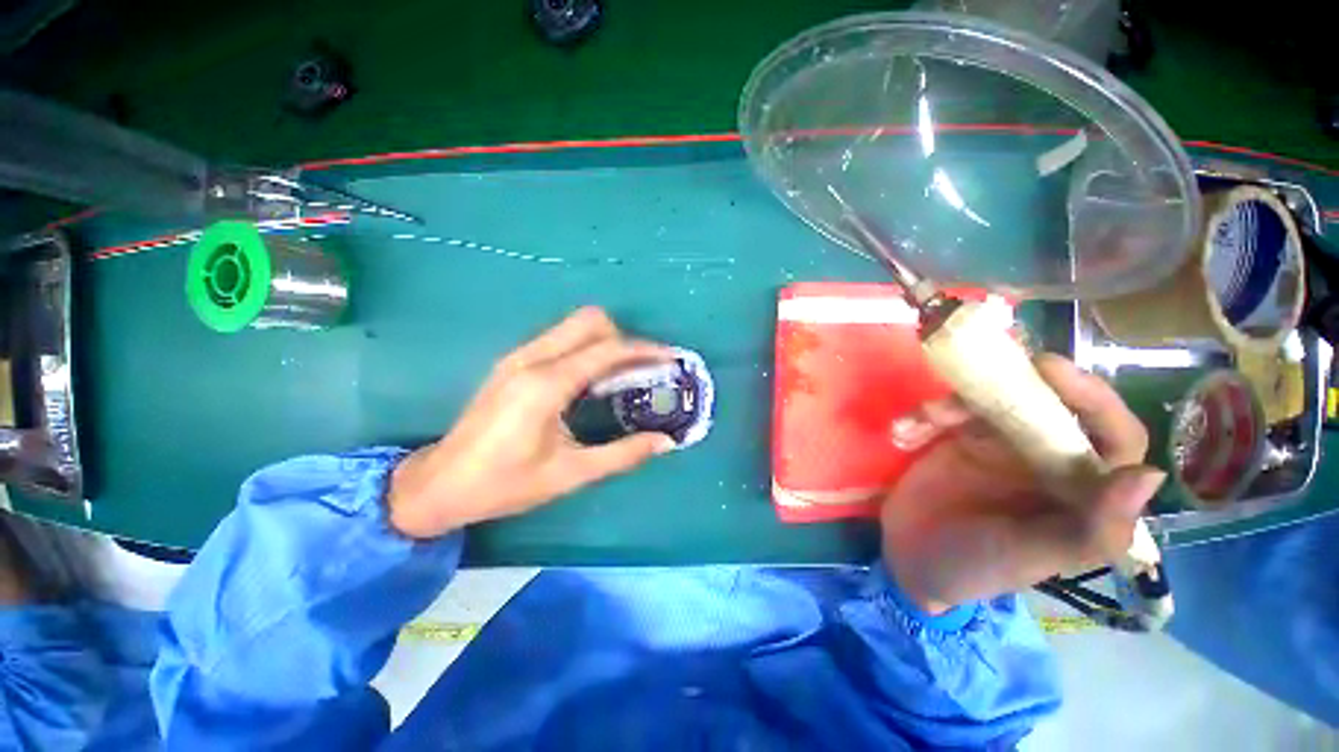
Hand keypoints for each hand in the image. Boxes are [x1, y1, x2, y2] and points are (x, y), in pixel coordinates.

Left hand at [388, 307, 677, 538]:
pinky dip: (585, 349)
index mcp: (546, 385)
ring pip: (573, 327)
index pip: (607, 350)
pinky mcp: (512, 363)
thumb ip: (623, 454)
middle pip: (589, 321)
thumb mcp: (571, 474)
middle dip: (623, 338)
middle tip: (642, 370)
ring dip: (605, 342)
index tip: (670, 358)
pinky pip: (560, 340)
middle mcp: (532, 359)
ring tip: (623, 375)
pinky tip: (592, 381)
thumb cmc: (505, 484)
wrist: (439, 484)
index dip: (644, 350)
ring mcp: (518, 357)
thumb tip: (665, 441)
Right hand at [880, 355, 1164, 614]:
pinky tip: (904, 433)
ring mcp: (999, 445)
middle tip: (989, 365)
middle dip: (1021, 383)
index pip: (1112, 435)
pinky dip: (924, 415)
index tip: (1052, 371)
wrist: (909, 558)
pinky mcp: (956, 438)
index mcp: (1080, 489)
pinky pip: (947, 411)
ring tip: (926, 418)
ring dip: (956, 401)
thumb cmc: (976, 566)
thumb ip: (1089, 528)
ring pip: (993, 400)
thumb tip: (1148, 474)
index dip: (1093, 399)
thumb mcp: (1030, 556)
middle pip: (1050, 403)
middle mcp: (1048, 459)